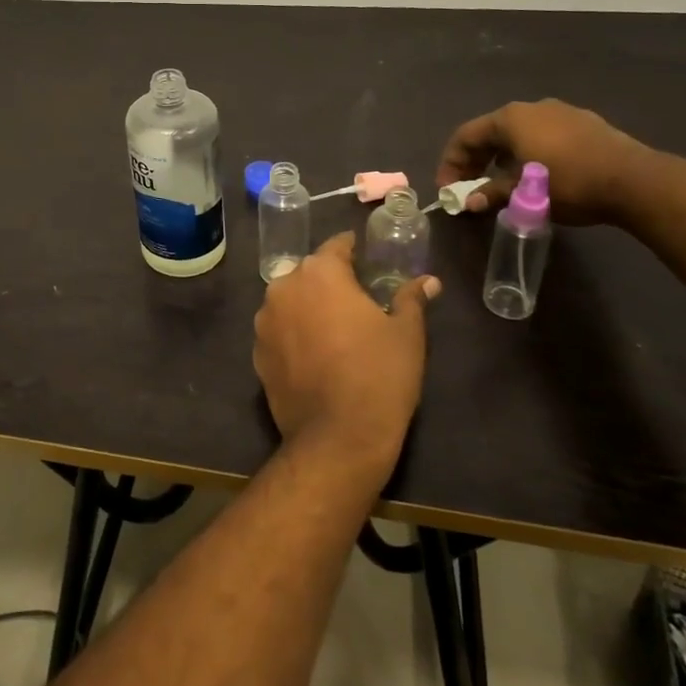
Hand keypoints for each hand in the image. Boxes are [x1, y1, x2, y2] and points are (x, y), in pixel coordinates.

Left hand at [251, 233, 438, 488]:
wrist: (337, 437)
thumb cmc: (379, 376)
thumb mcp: (407, 334)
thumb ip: (411, 299)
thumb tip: (429, 281)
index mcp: (320, 273)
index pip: (337, 247)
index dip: (353, 251)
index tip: (366, 258)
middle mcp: (284, 287)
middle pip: (309, 273)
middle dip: (330, 281)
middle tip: (356, 299)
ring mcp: (265, 320)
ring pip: (290, 301)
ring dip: (308, 307)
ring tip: (334, 329)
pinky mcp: (257, 352)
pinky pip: (279, 331)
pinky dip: (294, 334)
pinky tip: (314, 355)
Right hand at [436, 98, 651, 223]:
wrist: (635, 181)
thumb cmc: (568, 183)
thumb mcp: (523, 193)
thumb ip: (491, 193)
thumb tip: (468, 202)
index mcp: (510, 118)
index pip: (465, 135)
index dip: (451, 163)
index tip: (448, 189)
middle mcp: (531, 108)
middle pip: (491, 132)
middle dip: (476, 161)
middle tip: (470, 188)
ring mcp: (561, 112)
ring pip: (519, 134)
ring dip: (502, 158)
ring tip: (502, 184)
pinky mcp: (585, 124)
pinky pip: (544, 136)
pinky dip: (529, 154)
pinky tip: (537, 176)